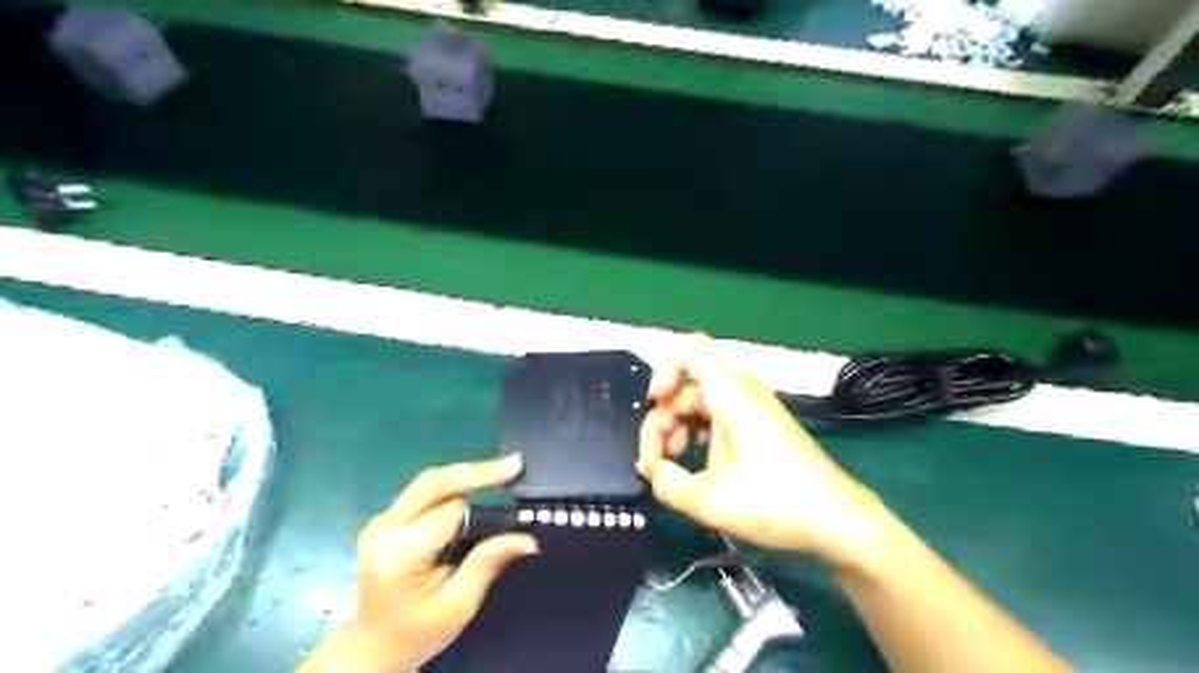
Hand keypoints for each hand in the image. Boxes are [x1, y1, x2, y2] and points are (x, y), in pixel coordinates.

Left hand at [353, 455, 538, 669]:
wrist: (372, 649)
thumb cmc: (417, 632)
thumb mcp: (459, 604)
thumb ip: (488, 562)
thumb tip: (527, 538)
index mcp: (401, 551)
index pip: (451, 511)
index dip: (486, 506)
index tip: (517, 501)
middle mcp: (385, 527)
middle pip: (434, 482)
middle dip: (477, 472)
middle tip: (515, 465)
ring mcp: (381, 521)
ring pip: (428, 482)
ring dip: (466, 475)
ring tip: (502, 472)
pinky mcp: (385, 520)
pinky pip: (423, 492)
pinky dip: (452, 486)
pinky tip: (476, 485)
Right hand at [636, 335, 887, 566]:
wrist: (838, 519)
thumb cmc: (775, 504)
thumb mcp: (709, 501)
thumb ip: (666, 483)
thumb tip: (648, 469)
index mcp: (730, 394)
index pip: (689, 350)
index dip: (663, 372)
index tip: (655, 407)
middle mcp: (741, 390)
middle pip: (686, 384)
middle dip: (664, 418)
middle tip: (660, 462)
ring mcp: (752, 404)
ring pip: (699, 400)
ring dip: (679, 427)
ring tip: (677, 465)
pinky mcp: (759, 420)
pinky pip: (717, 412)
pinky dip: (699, 431)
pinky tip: (699, 462)